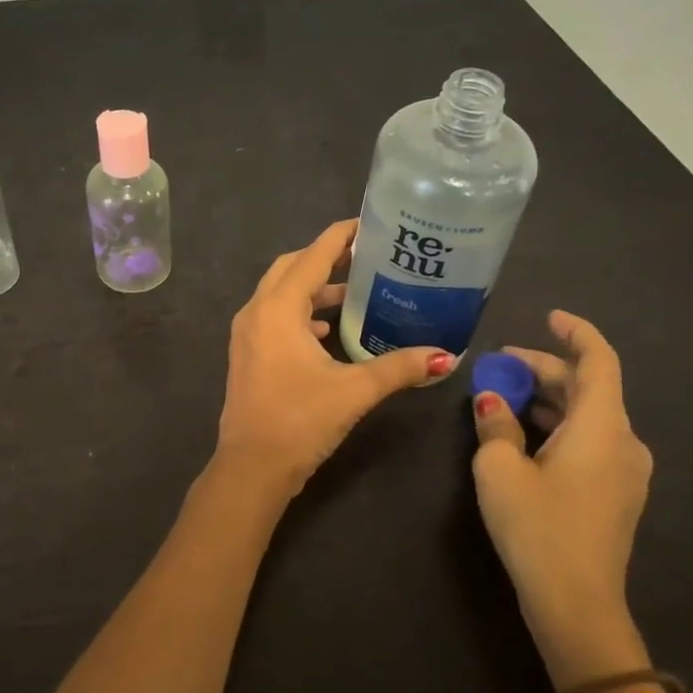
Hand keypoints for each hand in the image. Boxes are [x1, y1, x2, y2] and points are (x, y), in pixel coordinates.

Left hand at [217, 219, 454, 494]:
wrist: (251, 468)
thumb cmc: (300, 420)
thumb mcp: (354, 390)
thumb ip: (399, 368)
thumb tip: (446, 357)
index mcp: (278, 308)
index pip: (313, 256)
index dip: (340, 237)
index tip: (368, 224)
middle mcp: (257, 312)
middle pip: (292, 268)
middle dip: (326, 259)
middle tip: (365, 258)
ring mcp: (247, 334)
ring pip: (281, 294)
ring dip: (313, 289)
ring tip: (354, 293)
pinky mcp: (247, 354)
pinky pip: (275, 318)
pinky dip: (301, 315)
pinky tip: (327, 332)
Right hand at [471, 310, 653, 686]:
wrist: (578, 606)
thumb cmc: (538, 529)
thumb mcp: (501, 471)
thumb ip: (495, 426)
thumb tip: (492, 400)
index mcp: (602, 427)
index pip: (599, 361)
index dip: (575, 332)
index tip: (548, 317)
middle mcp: (623, 441)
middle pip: (589, 387)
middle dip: (545, 369)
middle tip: (499, 364)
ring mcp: (625, 471)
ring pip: (588, 416)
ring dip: (548, 399)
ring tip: (502, 396)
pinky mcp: (616, 494)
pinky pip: (589, 441)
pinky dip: (558, 426)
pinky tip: (523, 434)